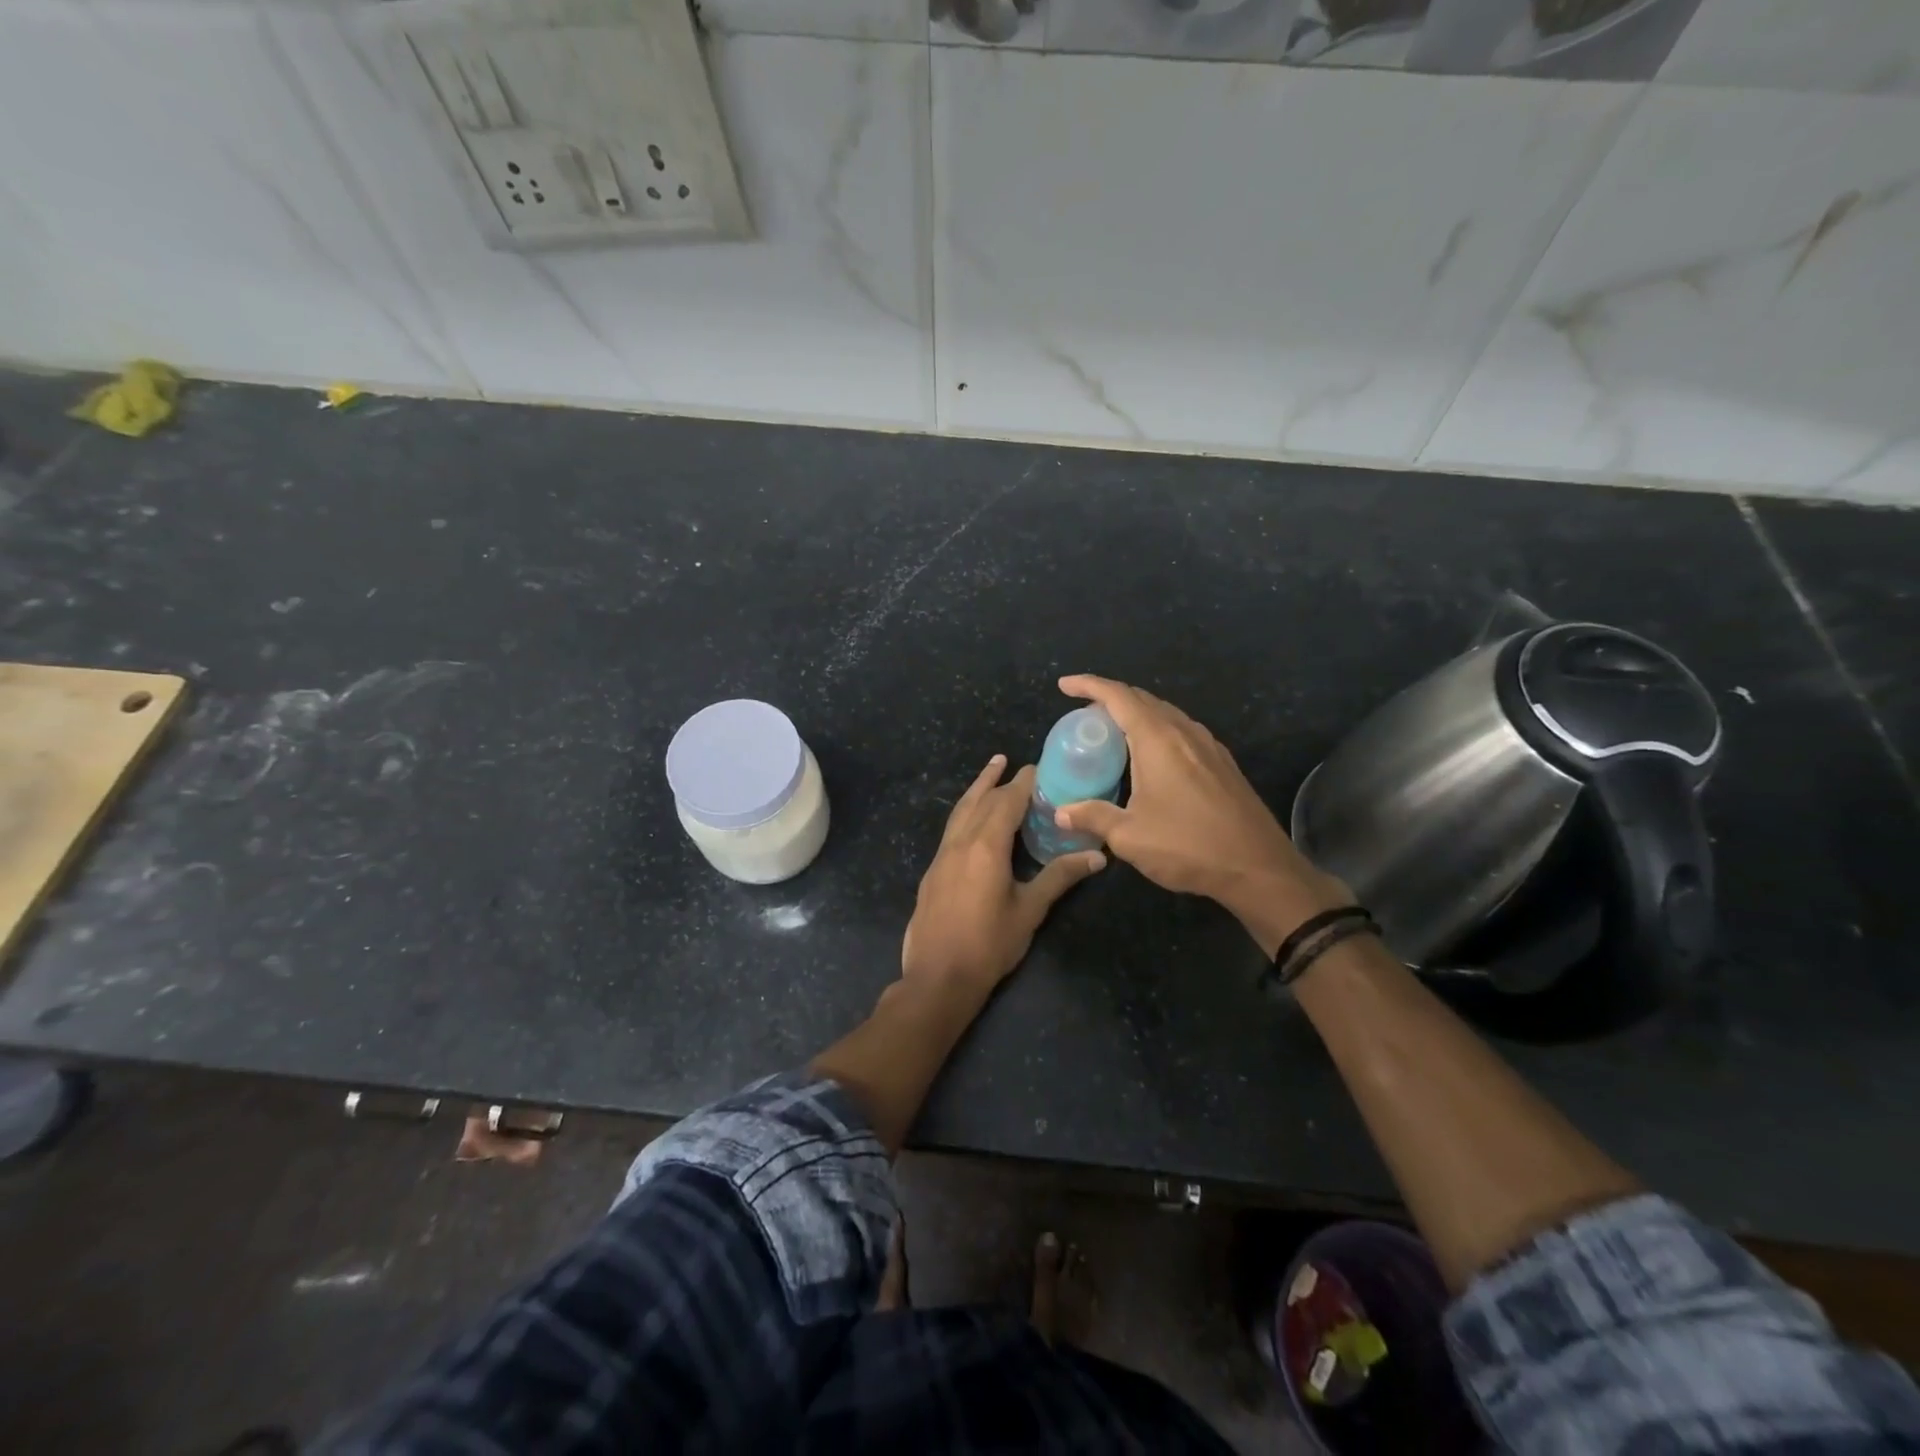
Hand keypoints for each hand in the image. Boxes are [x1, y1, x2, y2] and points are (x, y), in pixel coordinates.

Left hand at [902, 754, 1105, 990]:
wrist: (937, 978)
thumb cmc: (989, 945)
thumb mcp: (1029, 910)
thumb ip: (1059, 878)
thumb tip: (1097, 857)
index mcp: (986, 846)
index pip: (1007, 802)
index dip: (1023, 783)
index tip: (1038, 768)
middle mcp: (960, 842)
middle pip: (980, 800)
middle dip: (999, 780)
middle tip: (1013, 763)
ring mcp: (942, 855)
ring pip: (960, 811)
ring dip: (976, 789)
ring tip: (989, 771)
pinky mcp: (932, 870)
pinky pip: (951, 828)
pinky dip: (965, 812)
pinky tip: (971, 820)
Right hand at [1052, 676, 1349, 943]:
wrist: (1259, 868)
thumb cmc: (1189, 846)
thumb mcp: (1130, 837)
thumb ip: (1093, 817)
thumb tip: (1061, 812)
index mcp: (1158, 740)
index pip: (1118, 697)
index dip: (1089, 685)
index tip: (1065, 685)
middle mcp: (1184, 733)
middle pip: (1143, 699)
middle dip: (1110, 698)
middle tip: (1084, 714)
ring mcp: (1209, 746)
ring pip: (1166, 714)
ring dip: (1136, 714)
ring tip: (1113, 732)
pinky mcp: (1223, 764)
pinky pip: (1182, 731)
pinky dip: (1157, 730)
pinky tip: (1151, 756)